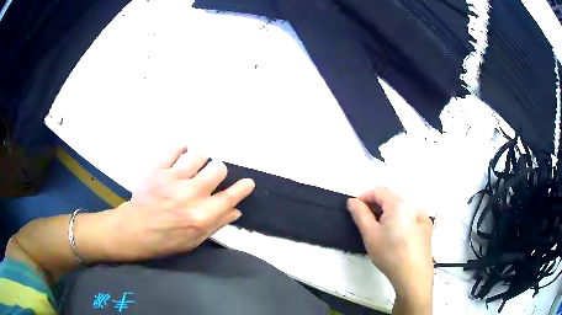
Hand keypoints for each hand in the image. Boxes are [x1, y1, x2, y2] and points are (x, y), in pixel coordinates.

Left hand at [107, 145, 254, 260]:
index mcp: (201, 216)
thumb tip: (236, 211)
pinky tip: (181, 154)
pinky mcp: (158, 170)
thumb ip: (216, 224)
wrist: (135, 230)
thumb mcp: (194, 240)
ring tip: (194, 166)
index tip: (248, 182)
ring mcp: (172, 180)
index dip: (243, 188)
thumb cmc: (166, 240)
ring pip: (198, 155)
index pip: (229, 197)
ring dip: (201, 159)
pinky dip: (181, 148)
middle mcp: (190, 195)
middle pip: (217, 169)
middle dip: (218, 171)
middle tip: (209, 177)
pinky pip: (174, 148)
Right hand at [347, 186, 432, 312]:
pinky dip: (400, 221)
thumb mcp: (370, 235)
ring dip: (388, 215)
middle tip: (366, 224)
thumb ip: (360, 214)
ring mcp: (422, 217)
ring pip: (401, 209)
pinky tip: (397, 238)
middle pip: (391, 199)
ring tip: (381, 232)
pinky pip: (410, 218)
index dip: (364, 197)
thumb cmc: (390, 254)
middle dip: (376, 207)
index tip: (355, 210)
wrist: (413, 275)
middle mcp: (413, 206)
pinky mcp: (427, 228)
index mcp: (399, 204)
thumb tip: (352, 201)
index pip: (379, 191)